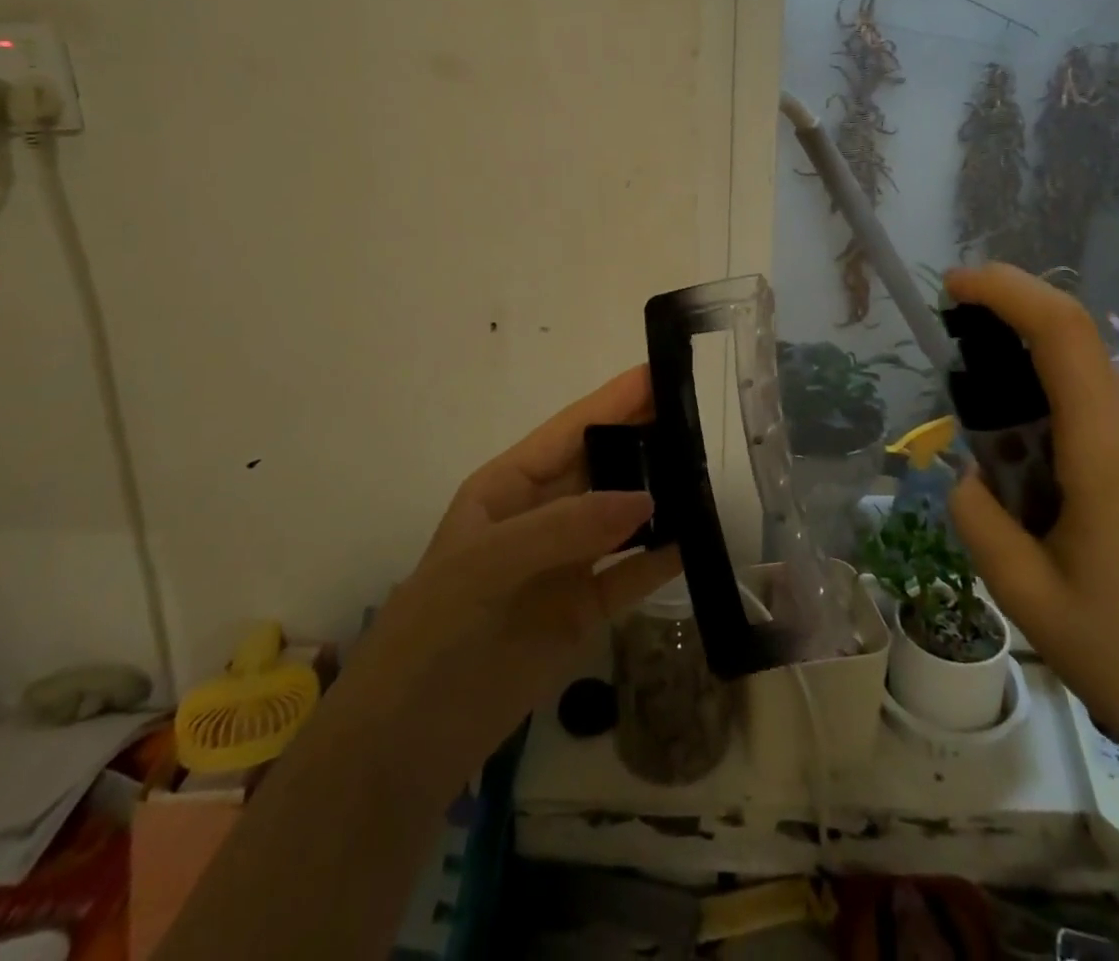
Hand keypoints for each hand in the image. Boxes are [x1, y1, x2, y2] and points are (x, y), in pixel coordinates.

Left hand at [347, 366, 680, 794]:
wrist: (405, 747)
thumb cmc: (434, 634)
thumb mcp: (485, 565)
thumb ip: (565, 528)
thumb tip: (648, 498)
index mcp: (508, 487)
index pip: (570, 429)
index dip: (616, 400)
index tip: (665, 371)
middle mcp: (540, 515)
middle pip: (603, 465)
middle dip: (647, 438)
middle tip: (706, 417)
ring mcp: (565, 563)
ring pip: (623, 516)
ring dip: (661, 495)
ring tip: (713, 471)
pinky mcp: (584, 611)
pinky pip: (630, 573)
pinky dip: (662, 557)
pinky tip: (699, 540)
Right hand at [943, 264, 1118, 783]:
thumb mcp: (1024, 593)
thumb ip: (976, 515)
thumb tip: (971, 476)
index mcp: (1112, 446)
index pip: (1062, 329)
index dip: (1006, 289)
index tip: (955, 286)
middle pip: (1070, 358)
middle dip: (1008, 367)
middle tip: (971, 430)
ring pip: (1090, 393)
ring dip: (1038, 413)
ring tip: (1017, 493)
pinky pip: (1116, 423)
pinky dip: (1069, 434)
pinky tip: (1062, 506)